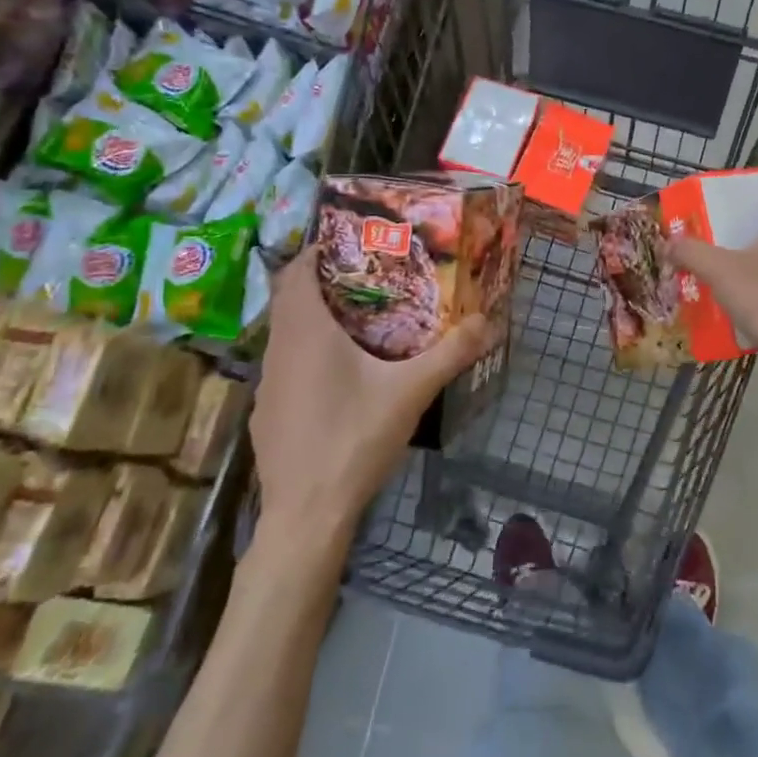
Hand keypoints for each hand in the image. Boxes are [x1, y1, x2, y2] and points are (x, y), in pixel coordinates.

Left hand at [252, 250, 493, 532]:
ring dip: (317, 318)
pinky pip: (287, 364)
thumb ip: (451, 353)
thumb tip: (489, 321)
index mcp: (306, 332)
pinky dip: (310, 353)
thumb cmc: (354, 439)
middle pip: (292, 298)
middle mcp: (278, 349)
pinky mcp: (268, 413)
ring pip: (288, 333)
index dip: (318, 249)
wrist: (306, 515)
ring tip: (364, 319)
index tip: (353, 241)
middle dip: (325, 281)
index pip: (296, 270)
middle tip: (371, 276)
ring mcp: (268, 384)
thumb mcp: (411, 392)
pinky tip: (343, 376)